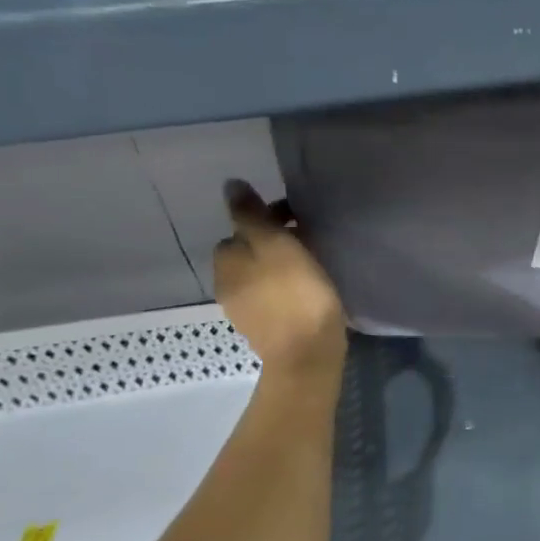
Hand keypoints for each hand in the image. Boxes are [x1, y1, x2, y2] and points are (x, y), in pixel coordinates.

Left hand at [214, 181, 345, 378]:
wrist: (307, 355)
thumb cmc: (295, 294)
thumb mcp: (276, 244)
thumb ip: (252, 215)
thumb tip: (230, 185)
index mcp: (227, 260)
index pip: (239, 228)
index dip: (267, 221)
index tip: (298, 221)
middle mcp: (226, 283)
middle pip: (249, 252)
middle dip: (273, 244)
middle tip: (309, 243)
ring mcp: (244, 310)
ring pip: (260, 276)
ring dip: (280, 268)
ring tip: (312, 267)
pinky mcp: (264, 330)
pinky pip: (272, 298)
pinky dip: (285, 291)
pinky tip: (307, 294)